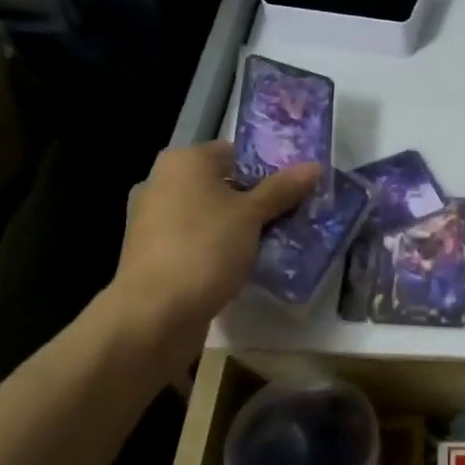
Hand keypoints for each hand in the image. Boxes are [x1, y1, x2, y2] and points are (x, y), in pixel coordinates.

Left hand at [114, 142, 319, 334]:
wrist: (155, 311)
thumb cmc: (206, 248)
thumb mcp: (252, 215)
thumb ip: (282, 189)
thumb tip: (314, 166)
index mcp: (184, 161)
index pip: (234, 152)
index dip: (266, 170)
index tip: (292, 193)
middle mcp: (161, 182)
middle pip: (219, 184)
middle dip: (252, 201)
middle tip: (286, 219)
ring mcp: (150, 219)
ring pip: (205, 214)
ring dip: (233, 227)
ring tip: (268, 245)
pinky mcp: (149, 253)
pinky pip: (192, 240)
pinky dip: (213, 248)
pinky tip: (237, 266)